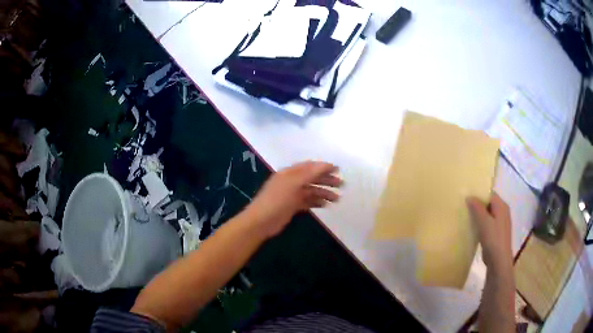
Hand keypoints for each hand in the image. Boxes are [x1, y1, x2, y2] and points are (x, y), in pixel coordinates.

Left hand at [244, 161, 341, 238]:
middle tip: (341, 185)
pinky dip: (316, 202)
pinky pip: (307, 201)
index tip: (338, 170)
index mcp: (290, 173)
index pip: (309, 167)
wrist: (261, 222)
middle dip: (326, 181)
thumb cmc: (277, 200)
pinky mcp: (292, 206)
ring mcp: (291, 195)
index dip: (323, 167)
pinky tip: (325, 205)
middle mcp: (291, 182)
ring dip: (324, 193)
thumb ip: (310, 174)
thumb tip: (326, 165)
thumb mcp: (293, 184)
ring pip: (311, 191)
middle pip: (312, 178)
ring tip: (336, 199)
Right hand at [467, 193, 512, 270]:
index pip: (490, 194)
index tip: (467, 196)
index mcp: (502, 206)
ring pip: (488, 215)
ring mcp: (500, 224)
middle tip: (464, 206)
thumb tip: (469, 196)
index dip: (479, 193)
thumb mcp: (484, 221)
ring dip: (478, 216)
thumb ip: (477, 208)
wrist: (499, 261)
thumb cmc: (493, 238)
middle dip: (478, 205)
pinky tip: (473, 229)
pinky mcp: (496, 234)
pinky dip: (480, 225)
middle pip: (489, 204)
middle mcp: (503, 212)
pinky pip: (487, 224)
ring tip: (466, 217)